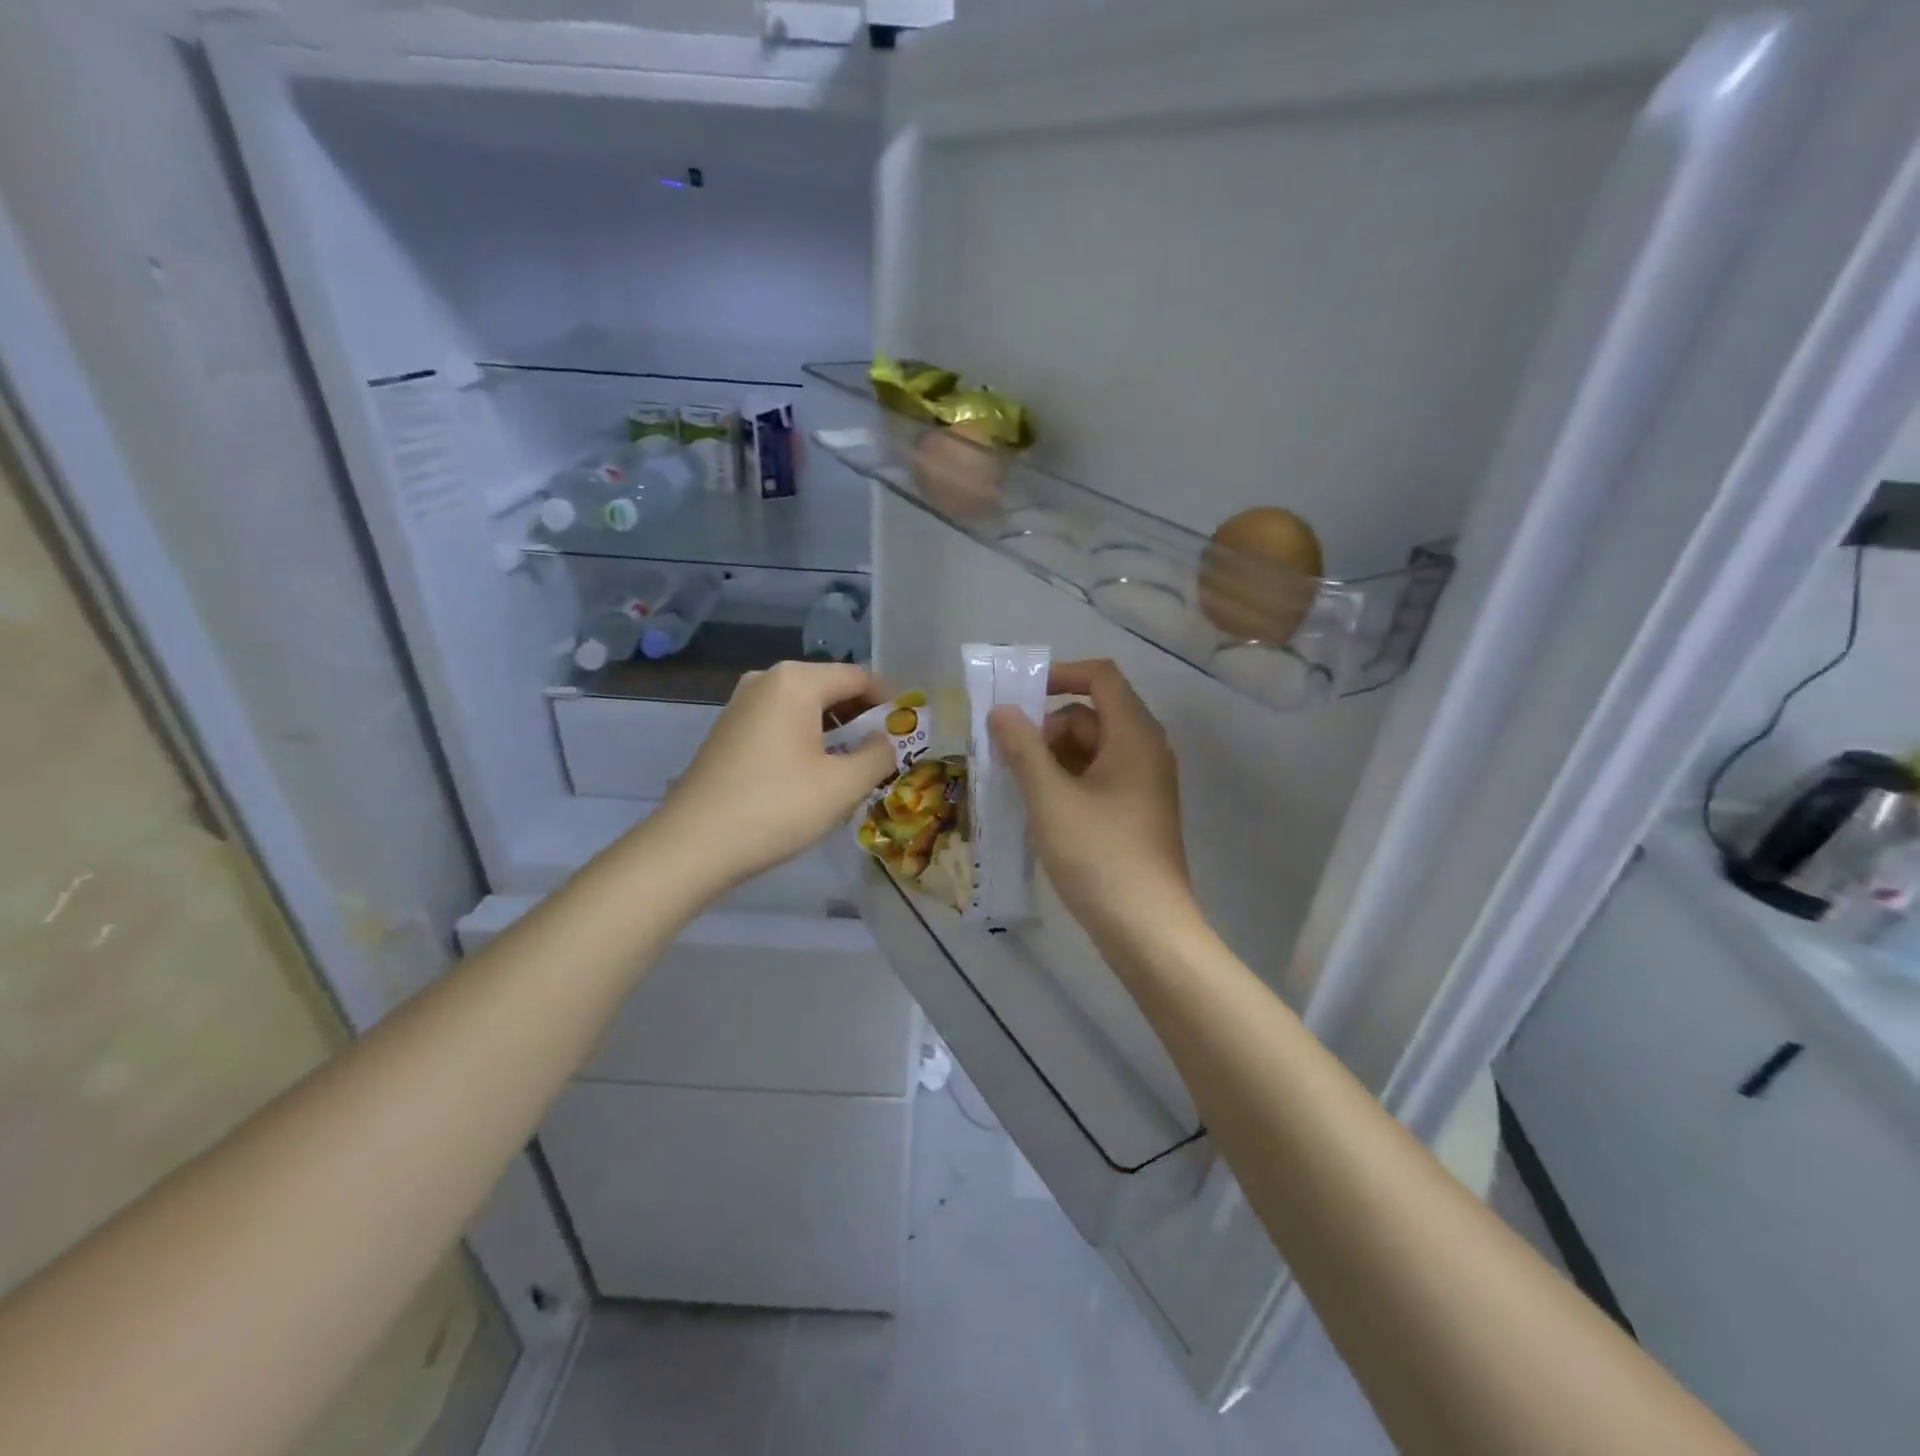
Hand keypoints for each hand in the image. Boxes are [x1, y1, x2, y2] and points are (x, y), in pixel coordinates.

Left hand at [655, 661, 896, 890]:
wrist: (694, 844)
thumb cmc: (777, 807)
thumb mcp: (844, 785)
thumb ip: (879, 756)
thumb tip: (886, 742)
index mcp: (797, 681)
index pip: (859, 678)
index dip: (888, 703)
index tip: (906, 734)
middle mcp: (766, 680)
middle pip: (830, 689)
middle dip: (860, 719)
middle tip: (882, 755)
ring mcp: (741, 704)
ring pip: (804, 708)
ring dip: (833, 732)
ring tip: (851, 770)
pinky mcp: (727, 730)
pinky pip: (780, 724)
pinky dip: (804, 740)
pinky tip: (811, 776)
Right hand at [988, 659, 1194, 944]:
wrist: (1146, 929)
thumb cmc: (1099, 855)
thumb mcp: (1050, 798)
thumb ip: (1023, 748)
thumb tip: (1001, 711)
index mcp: (1135, 735)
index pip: (1101, 677)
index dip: (1059, 674)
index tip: (1018, 696)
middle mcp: (1146, 751)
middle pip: (1091, 715)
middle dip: (1047, 728)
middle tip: (1008, 758)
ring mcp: (1144, 784)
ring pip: (1091, 749)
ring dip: (1052, 758)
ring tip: (1017, 787)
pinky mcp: (1136, 812)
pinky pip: (1098, 778)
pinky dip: (1067, 782)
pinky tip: (1040, 809)